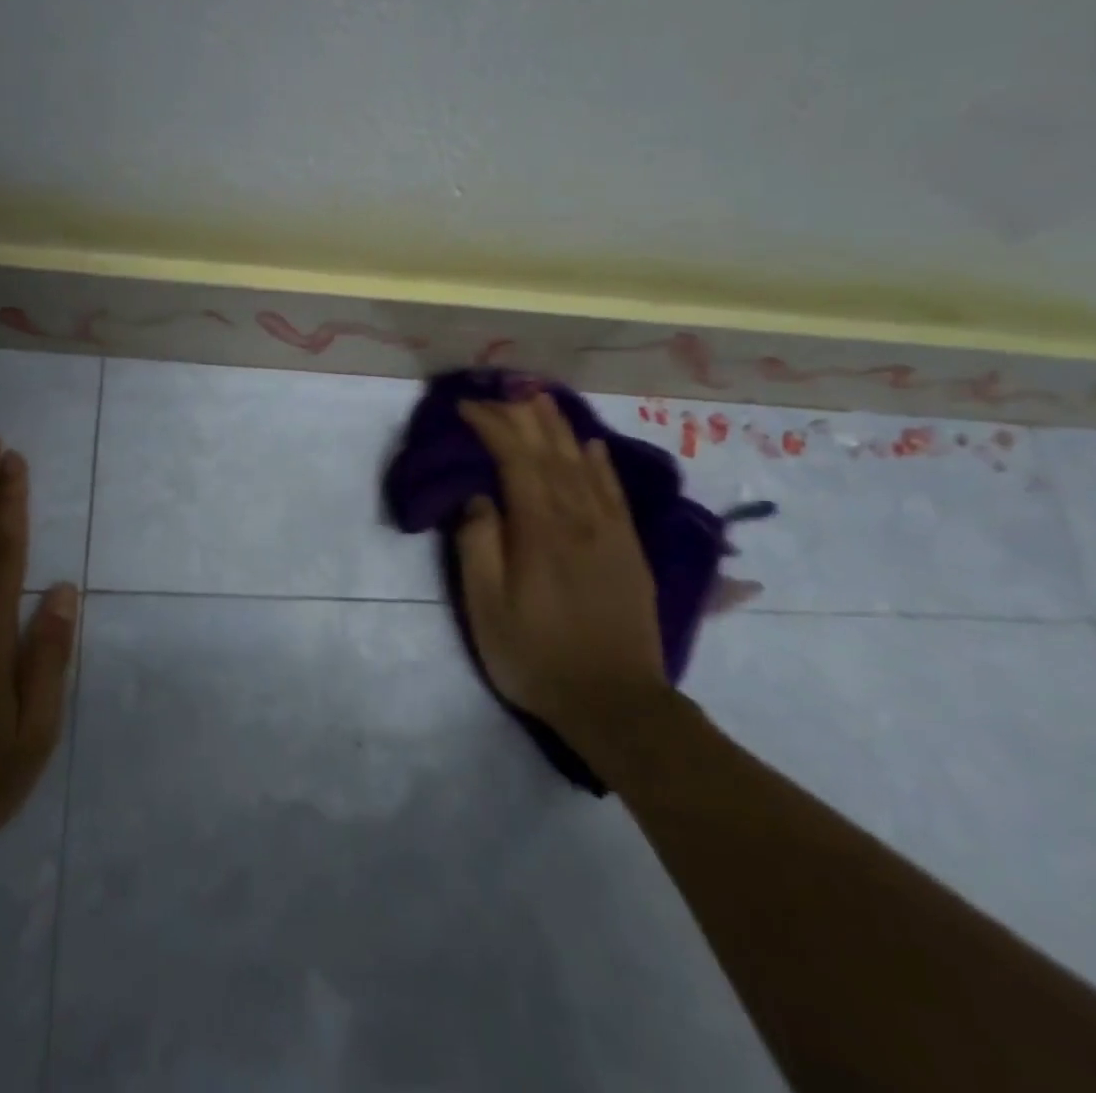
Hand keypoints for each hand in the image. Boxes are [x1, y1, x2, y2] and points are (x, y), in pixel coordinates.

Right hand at [455, 395, 669, 758]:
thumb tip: (479, 498)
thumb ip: (479, 546)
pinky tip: (592, 446)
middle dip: (522, 416)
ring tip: (540, 399)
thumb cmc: (537, 656)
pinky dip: (600, 463)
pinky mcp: (629, 549)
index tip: (466, 408)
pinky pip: (614, 492)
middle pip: (550, 452)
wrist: (616, 703)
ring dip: (560, 428)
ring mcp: (609, 531)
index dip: (491, 425)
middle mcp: (577, 518)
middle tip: (500, 391)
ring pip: (583, 464)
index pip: (515, 459)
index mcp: (539, 529)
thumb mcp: (487, 609)